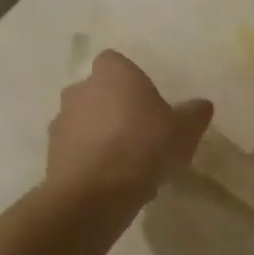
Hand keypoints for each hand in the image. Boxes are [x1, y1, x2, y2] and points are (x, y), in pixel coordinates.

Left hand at [47, 50, 212, 204]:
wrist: (96, 192)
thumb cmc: (144, 146)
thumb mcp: (184, 130)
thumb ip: (194, 114)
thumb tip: (202, 105)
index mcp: (112, 73)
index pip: (115, 62)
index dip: (129, 80)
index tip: (145, 101)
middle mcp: (80, 89)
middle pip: (97, 92)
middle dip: (112, 107)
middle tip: (138, 131)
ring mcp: (61, 121)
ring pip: (83, 121)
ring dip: (98, 134)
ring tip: (124, 162)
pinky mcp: (51, 154)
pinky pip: (75, 150)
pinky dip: (88, 159)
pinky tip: (109, 181)